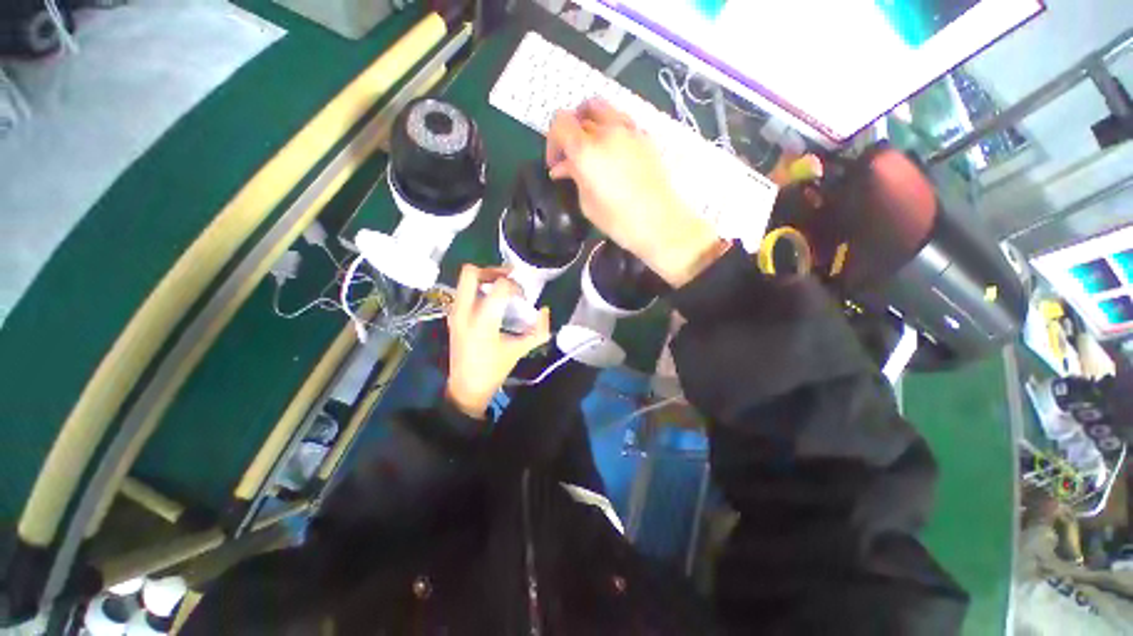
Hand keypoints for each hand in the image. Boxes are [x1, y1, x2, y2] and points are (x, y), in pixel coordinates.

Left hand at [445, 265, 551, 417]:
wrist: (466, 388)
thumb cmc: (494, 370)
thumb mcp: (519, 350)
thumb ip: (538, 331)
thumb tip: (545, 310)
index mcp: (482, 321)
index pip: (499, 286)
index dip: (515, 286)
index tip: (523, 297)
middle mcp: (464, 311)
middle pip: (471, 273)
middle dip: (492, 270)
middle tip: (509, 278)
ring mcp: (455, 313)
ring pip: (464, 279)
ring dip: (484, 278)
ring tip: (501, 289)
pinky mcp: (453, 316)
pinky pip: (463, 291)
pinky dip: (477, 288)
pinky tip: (491, 301)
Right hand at [546, 99, 724, 286]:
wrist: (659, 223)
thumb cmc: (618, 221)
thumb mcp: (587, 203)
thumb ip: (574, 177)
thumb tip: (564, 167)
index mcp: (586, 149)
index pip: (559, 122)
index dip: (552, 141)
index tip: (555, 164)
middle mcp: (607, 131)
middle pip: (580, 112)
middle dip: (569, 130)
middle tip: (570, 154)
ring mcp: (629, 130)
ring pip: (602, 109)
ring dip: (590, 122)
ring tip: (590, 147)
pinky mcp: (645, 136)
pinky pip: (621, 120)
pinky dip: (610, 128)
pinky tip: (612, 152)